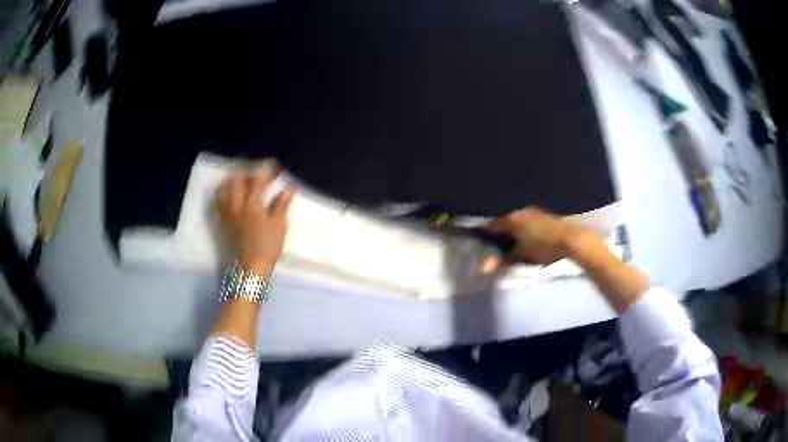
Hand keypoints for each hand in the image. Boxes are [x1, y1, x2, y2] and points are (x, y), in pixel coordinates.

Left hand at [216, 169, 295, 274]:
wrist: (249, 270)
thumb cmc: (267, 248)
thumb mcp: (279, 226)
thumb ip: (281, 205)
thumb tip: (289, 188)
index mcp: (252, 204)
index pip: (259, 180)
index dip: (268, 171)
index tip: (277, 169)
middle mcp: (236, 204)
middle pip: (237, 179)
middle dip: (247, 171)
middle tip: (257, 173)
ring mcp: (227, 213)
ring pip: (224, 188)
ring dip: (232, 180)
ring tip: (240, 180)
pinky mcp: (221, 222)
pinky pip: (218, 202)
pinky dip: (223, 193)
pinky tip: (229, 196)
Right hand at [486, 207, 594, 264]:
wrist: (571, 239)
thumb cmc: (543, 247)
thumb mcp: (520, 256)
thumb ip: (500, 260)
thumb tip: (481, 268)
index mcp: (511, 219)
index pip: (492, 225)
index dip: (484, 234)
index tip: (480, 243)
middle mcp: (520, 212)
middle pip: (504, 222)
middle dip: (500, 233)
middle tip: (496, 247)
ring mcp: (534, 212)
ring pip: (517, 221)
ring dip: (513, 231)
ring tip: (512, 244)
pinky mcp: (545, 216)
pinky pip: (527, 222)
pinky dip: (524, 230)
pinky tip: (527, 239)